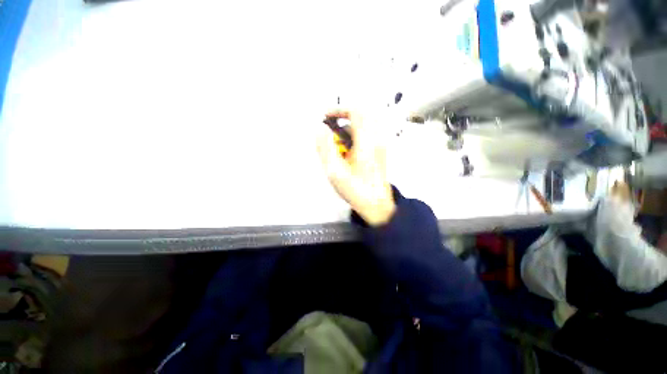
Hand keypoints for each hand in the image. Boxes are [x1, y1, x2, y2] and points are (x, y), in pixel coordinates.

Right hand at [317, 110, 395, 225]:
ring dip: (349, 128)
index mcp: (367, 141)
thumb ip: (325, 148)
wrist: (377, 205)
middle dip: (344, 117)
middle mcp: (377, 139)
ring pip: (365, 125)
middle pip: (362, 115)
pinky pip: (368, 134)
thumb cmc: (356, 190)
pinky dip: (355, 135)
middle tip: (330, 127)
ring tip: (337, 144)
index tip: (325, 117)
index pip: (356, 111)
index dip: (339, 109)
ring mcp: (380, 145)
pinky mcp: (380, 151)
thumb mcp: (335, 171)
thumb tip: (320, 128)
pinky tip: (347, 151)